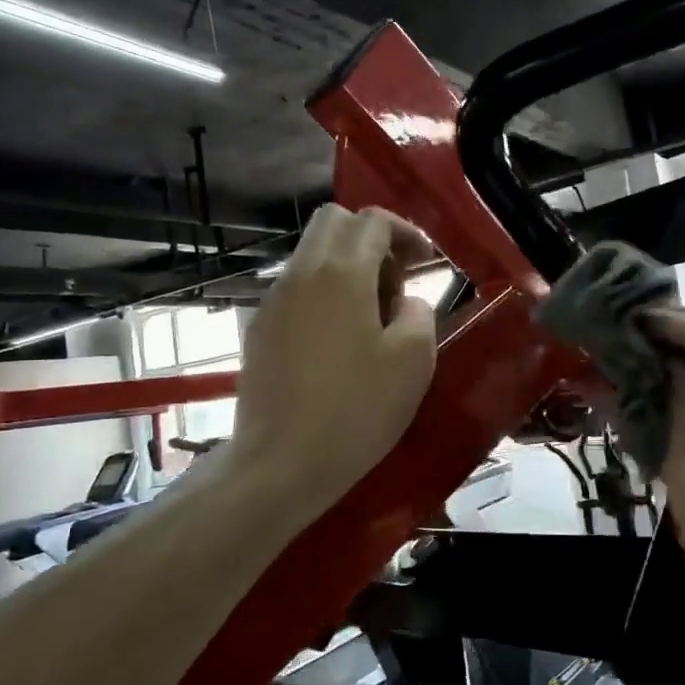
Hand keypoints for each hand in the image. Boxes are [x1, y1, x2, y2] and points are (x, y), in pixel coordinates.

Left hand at [229, 206, 438, 508]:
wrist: (281, 463)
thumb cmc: (357, 410)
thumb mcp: (413, 361)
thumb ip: (418, 314)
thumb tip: (405, 303)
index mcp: (342, 274)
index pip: (373, 221)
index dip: (406, 232)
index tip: (426, 262)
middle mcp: (301, 274)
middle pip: (334, 222)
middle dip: (371, 238)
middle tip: (396, 280)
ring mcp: (273, 301)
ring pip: (312, 254)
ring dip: (347, 266)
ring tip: (371, 315)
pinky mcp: (259, 329)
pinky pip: (297, 288)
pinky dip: (324, 292)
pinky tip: (339, 340)